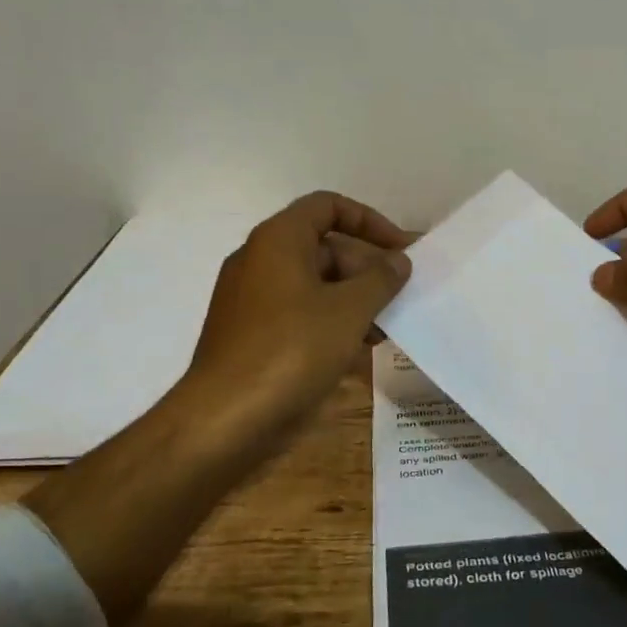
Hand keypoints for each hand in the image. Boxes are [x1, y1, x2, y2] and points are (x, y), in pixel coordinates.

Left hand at [174, 190, 412, 459]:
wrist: (225, 420)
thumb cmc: (291, 351)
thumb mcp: (349, 310)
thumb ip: (381, 278)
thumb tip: (398, 260)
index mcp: (278, 240)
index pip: (329, 206)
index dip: (370, 221)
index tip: (400, 250)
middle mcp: (261, 261)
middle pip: (325, 247)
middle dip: (367, 269)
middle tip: (402, 296)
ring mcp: (253, 299)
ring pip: (315, 285)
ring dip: (355, 300)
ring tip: (388, 327)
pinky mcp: (252, 335)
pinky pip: (300, 313)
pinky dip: (331, 322)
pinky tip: (360, 350)